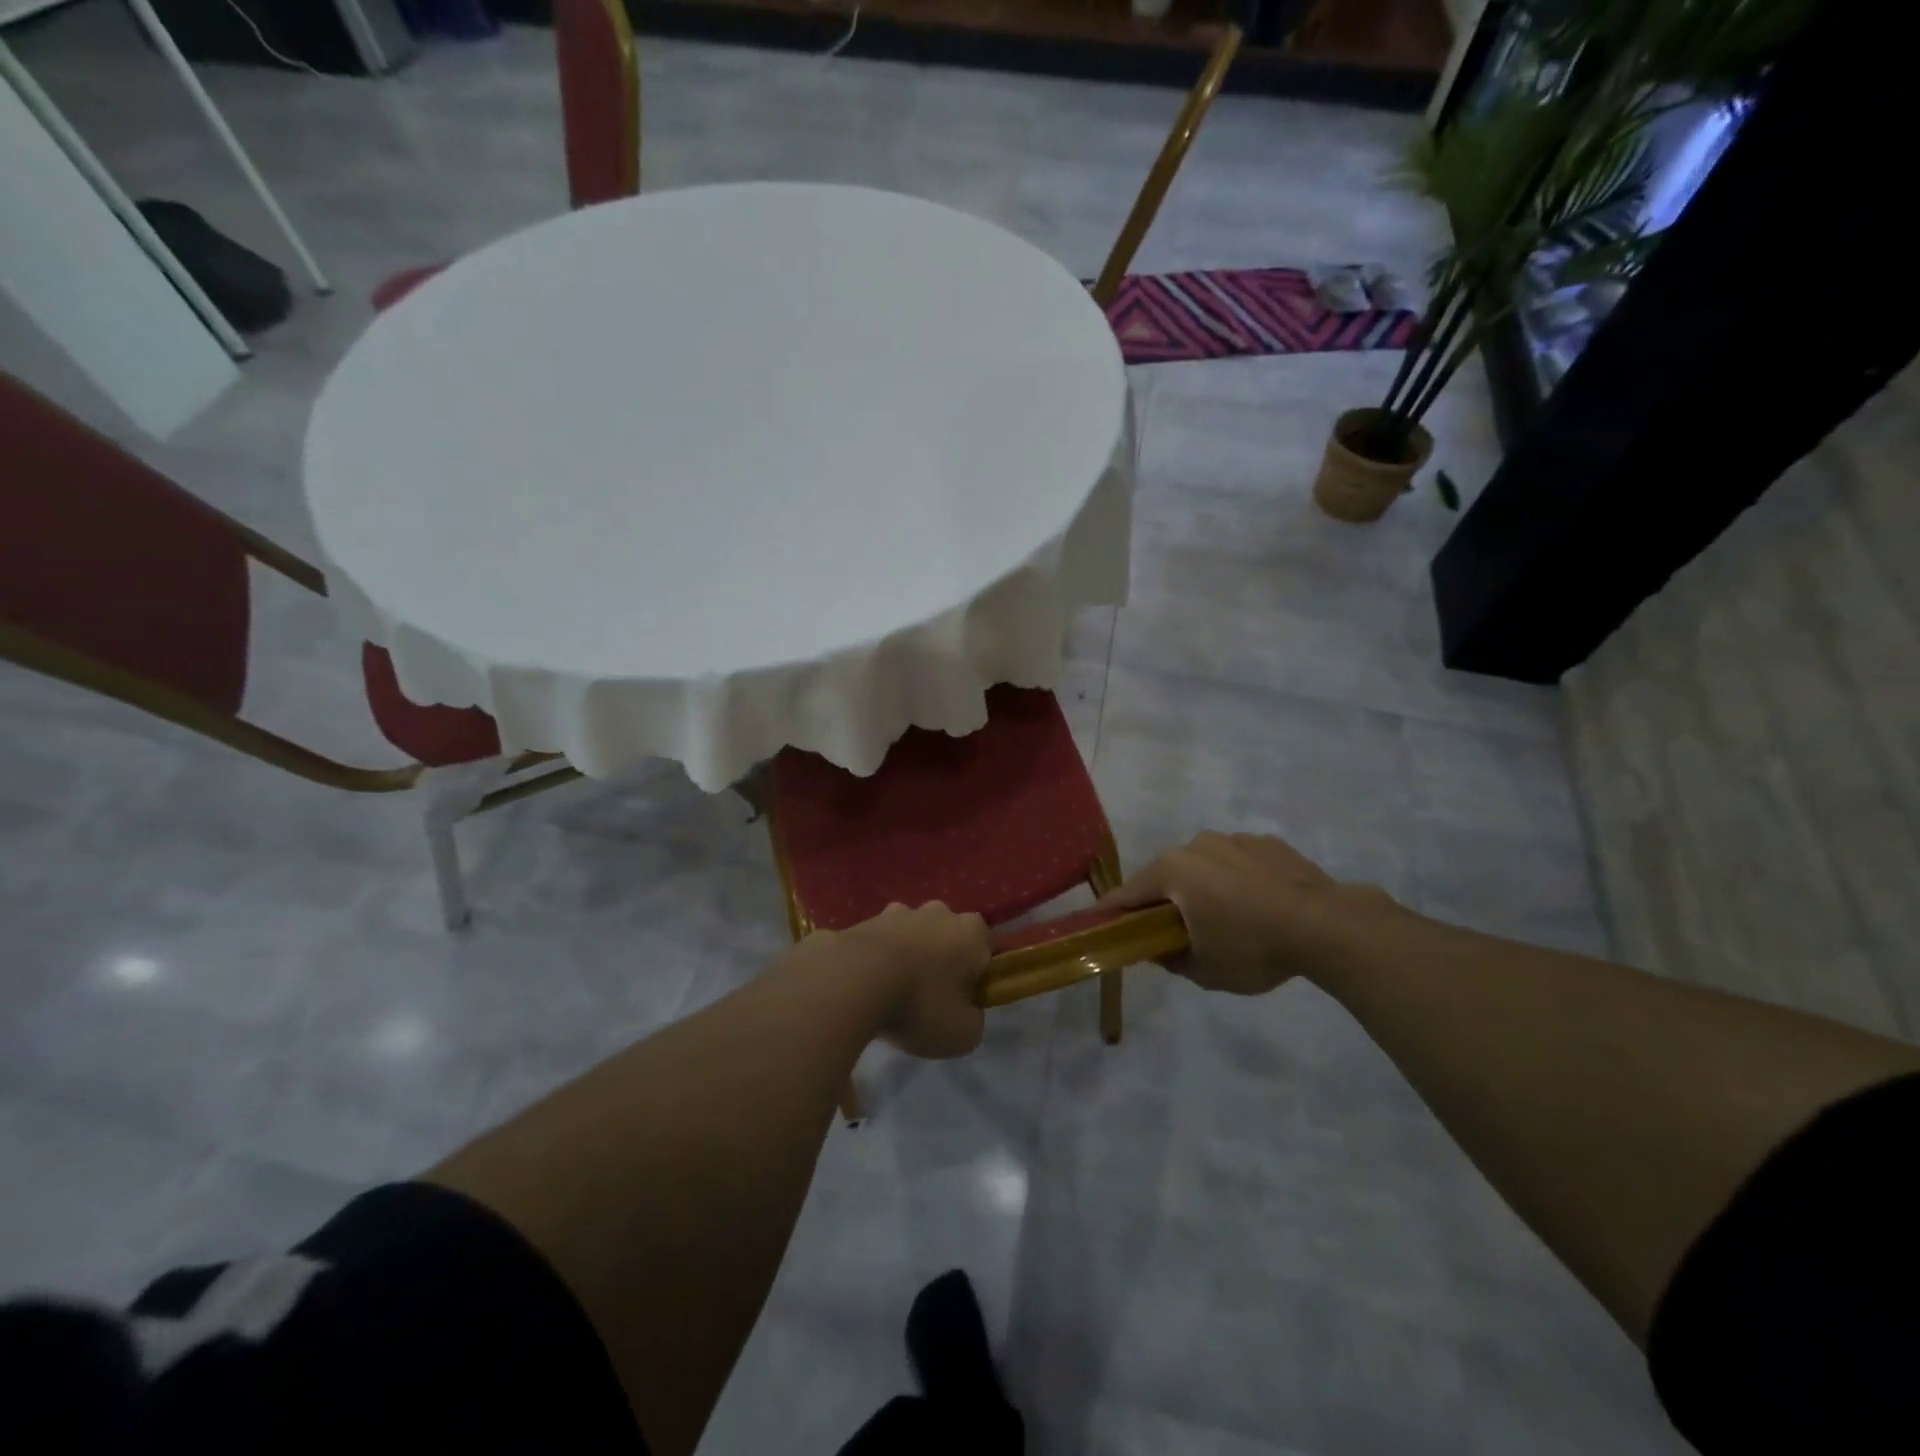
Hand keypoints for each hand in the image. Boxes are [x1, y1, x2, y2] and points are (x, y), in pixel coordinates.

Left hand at [818, 902, 990, 1058]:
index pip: (986, 950)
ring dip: (908, 957)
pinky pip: (879, 943)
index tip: (964, 1001)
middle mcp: (939, 912)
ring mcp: (898, 912)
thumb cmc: (920, 1005)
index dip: (978, 976)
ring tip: (893, 994)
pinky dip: (876, 960)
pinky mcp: (864, 920)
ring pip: (912, 935)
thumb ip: (973, 1021)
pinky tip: (866, 988)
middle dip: (942, 961)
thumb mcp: (963, 1034)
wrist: (852, 981)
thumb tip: (965, 1012)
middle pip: (948, 937)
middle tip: (930, 999)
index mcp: (971, 932)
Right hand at [1099, 831, 1392, 994]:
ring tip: (1227, 919)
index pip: (1128, 893)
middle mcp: (1197, 844)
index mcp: (1173, 870)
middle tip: (1173, 931)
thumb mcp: (1204, 970)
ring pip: (1205, 866)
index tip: (1099, 924)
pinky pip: (1239, 863)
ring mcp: (1235, 840)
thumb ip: (1171, 959)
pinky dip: (1239, 881)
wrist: (1327, 926)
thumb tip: (1159, 950)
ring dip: (1204, 888)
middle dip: (1164, 901)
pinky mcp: (1269, 843)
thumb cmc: (1253, 948)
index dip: (1112, 912)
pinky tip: (1260, 906)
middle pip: (1167, 875)